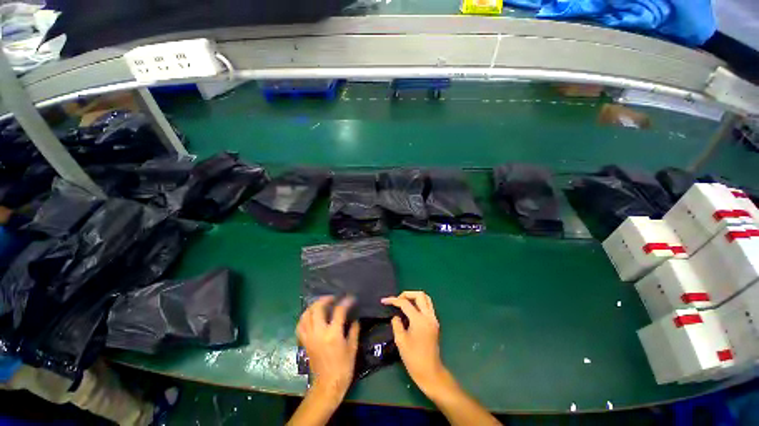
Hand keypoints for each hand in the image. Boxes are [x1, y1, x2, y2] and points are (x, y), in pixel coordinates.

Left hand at [296, 296, 359, 400]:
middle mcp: (319, 332)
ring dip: (314, 306)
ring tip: (321, 304)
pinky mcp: (304, 342)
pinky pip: (300, 325)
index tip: (351, 298)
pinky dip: (305, 317)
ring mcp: (309, 337)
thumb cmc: (343, 367)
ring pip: (306, 315)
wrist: (327, 385)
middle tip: (333, 298)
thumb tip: (355, 319)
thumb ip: (354, 330)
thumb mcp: (352, 347)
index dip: (346, 302)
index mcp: (333, 334)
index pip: (339, 310)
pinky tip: (311, 316)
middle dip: (325, 299)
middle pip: (317, 308)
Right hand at [381, 291, 448, 396]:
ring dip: (415, 297)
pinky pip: (428, 307)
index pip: (405, 303)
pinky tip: (411, 311)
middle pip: (420, 295)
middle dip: (407, 294)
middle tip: (397, 300)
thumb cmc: (413, 358)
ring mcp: (433, 319)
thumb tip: (396, 316)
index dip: (393, 300)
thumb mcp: (400, 341)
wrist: (430, 372)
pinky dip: (419, 304)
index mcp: (419, 320)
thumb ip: (397, 324)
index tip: (384, 301)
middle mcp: (429, 316)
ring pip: (426, 299)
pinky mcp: (435, 323)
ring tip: (404, 303)